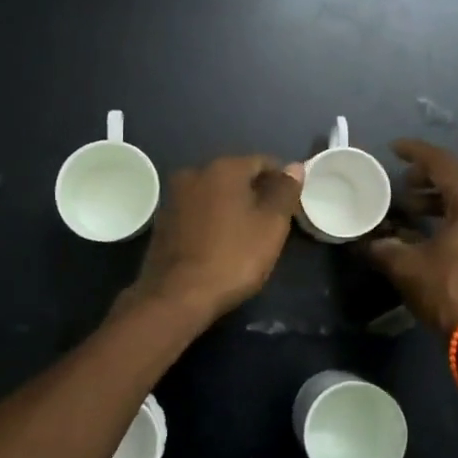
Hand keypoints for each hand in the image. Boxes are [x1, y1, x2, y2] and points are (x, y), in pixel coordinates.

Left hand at [122, 156, 304, 322]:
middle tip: (273, 221)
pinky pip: (196, 212)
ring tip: (247, 234)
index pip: (262, 162)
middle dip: (256, 193)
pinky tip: (220, 243)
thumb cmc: (233, 257)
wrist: (177, 295)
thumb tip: (295, 166)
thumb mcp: (271, 225)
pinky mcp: (162, 221)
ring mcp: (173, 197)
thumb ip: (285, 191)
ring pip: (214, 194)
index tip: (292, 204)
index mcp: (223, 168)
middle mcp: (194, 173)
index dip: (281, 180)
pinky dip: (211, 220)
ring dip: (232, 207)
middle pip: (235, 176)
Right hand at [368, 139, 457, 334]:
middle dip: (430, 171)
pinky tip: (423, 226)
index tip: (393, 148)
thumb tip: (363, 240)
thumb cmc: (449, 291)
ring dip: (437, 193)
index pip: (444, 164)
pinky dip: (446, 210)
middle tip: (403, 175)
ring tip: (408, 202)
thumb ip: (382, 247)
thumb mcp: (406, 266)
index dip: (417, 152)